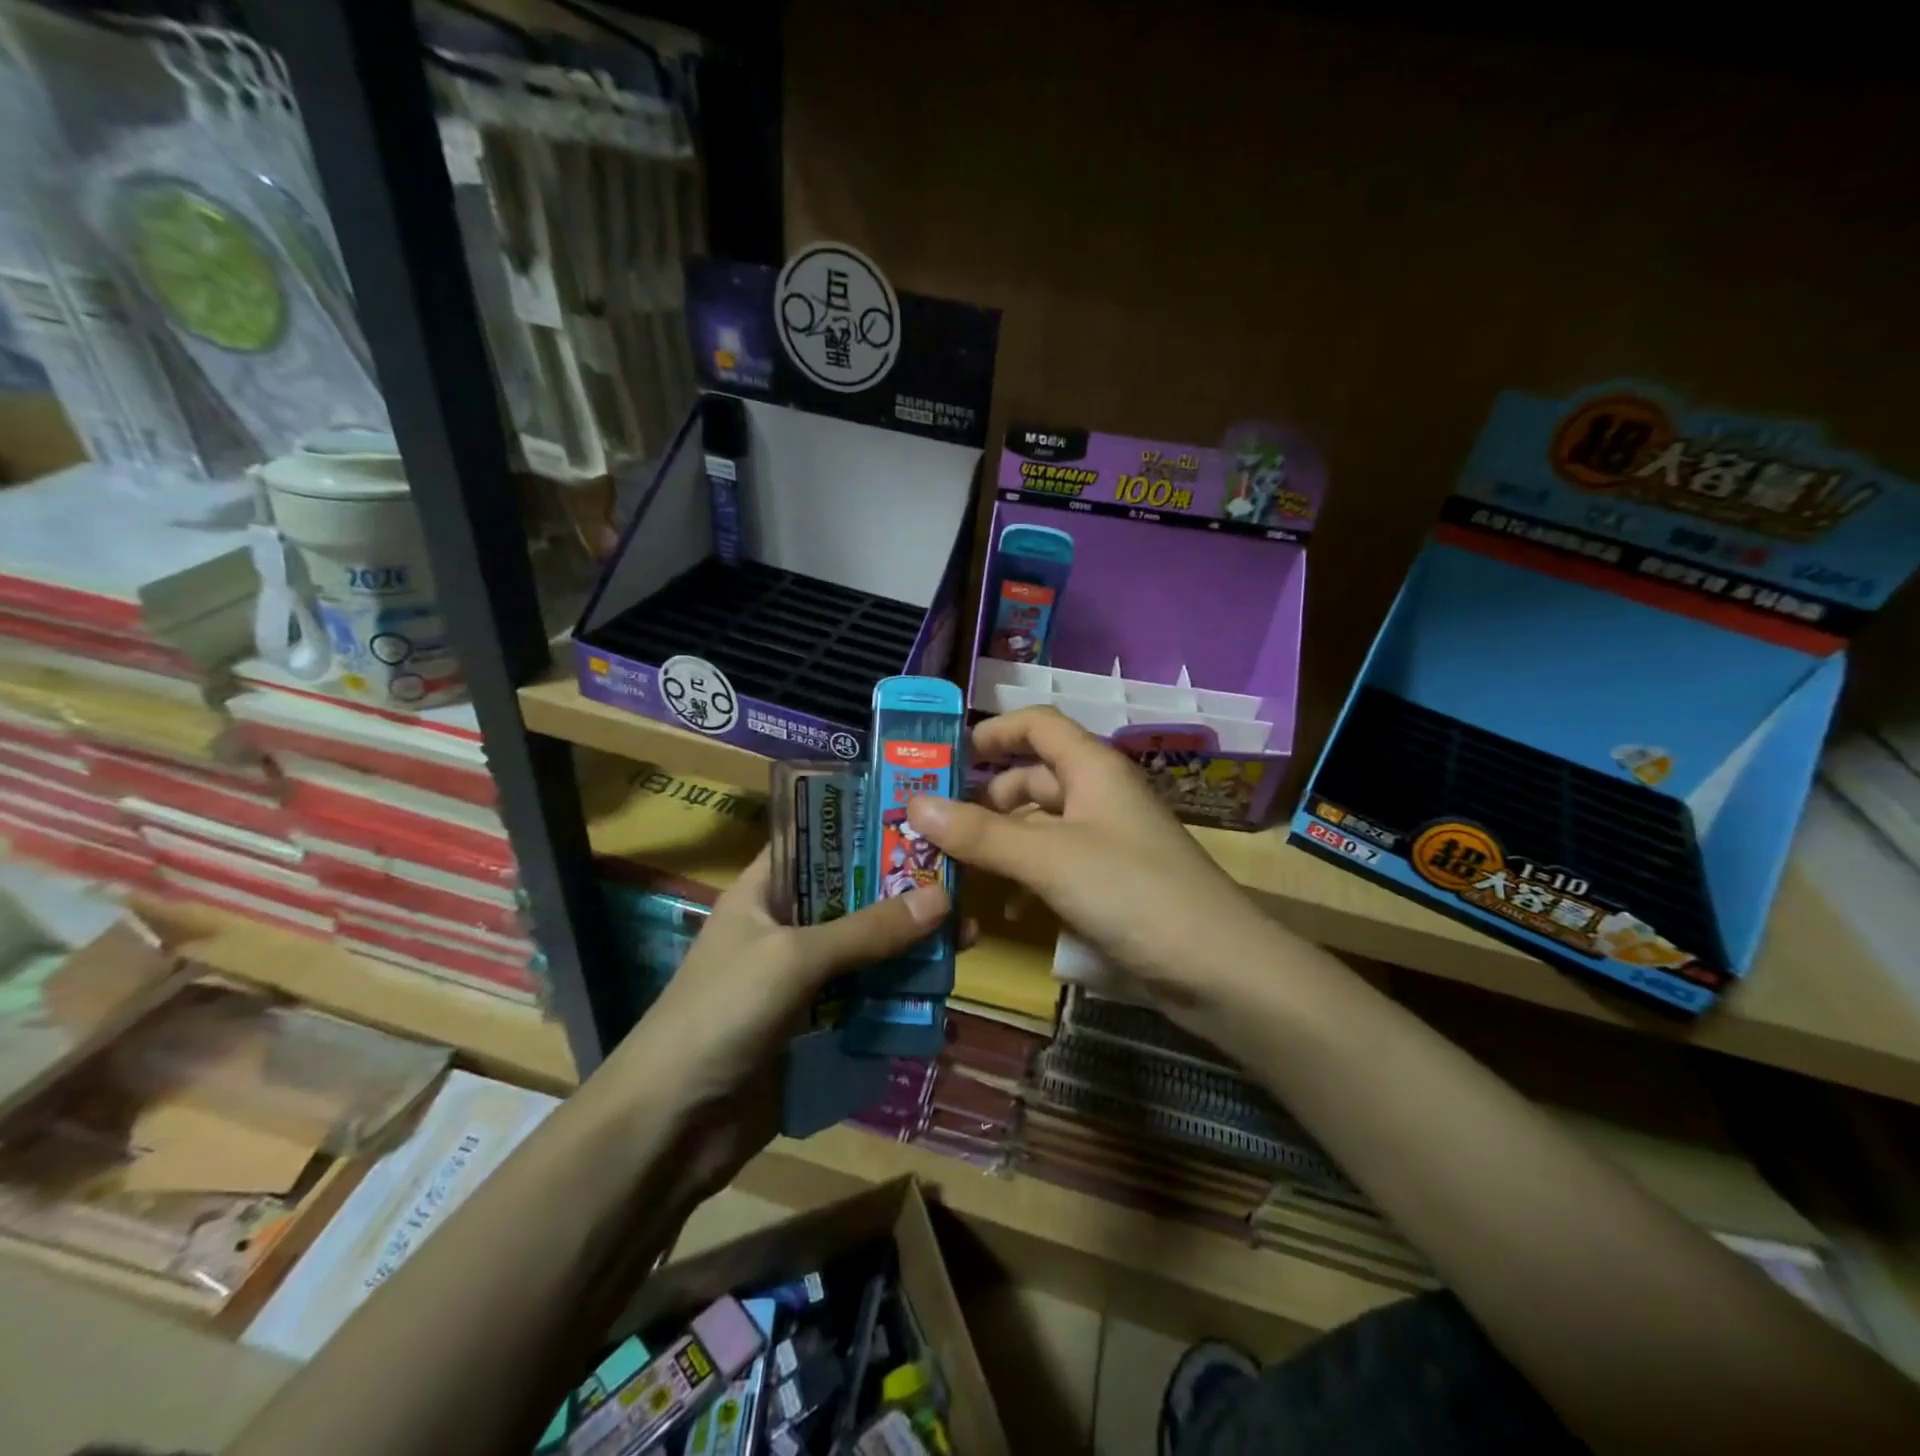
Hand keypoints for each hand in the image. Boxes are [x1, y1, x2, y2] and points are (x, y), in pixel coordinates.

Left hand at [618, 847, 949, 1110]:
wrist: (670, 1128)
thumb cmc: (722, 1015)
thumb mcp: (794, 958)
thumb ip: (867, 929)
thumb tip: (943, 897)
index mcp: (763, 893)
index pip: (817, 843)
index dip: (863, 830)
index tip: (921, 823)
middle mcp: (784, 928)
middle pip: (852, 900)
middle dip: (903, 896)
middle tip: (962, 887)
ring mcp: (799, 981)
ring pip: (865, 952)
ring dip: (909, 948)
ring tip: (966, 939)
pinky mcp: (814, 1027)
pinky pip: (865, 1000)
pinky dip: (899, 997)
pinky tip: (940, 997)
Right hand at [906, 707, 1274, 1015]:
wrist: (1219, 968)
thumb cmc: (1131, 892)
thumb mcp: (1048, 858)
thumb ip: (980, 832)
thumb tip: (914, 803)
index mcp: (1092, 769)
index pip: (1038, 725)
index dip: (994, 731)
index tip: (947, 753)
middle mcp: (1100, 796)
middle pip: (1035, 777)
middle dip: (986, 796)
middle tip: (936, 822)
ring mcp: (1109, 841)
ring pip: (1043, 825)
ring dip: (1002, 840)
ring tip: (956, 864)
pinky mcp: (1113, 883)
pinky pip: (1058, 865)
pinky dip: (1027, 876)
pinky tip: (1004, 907)